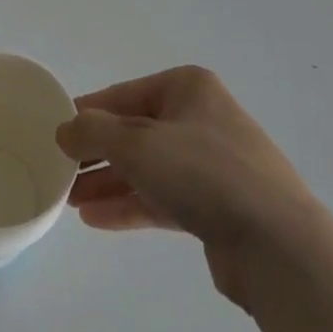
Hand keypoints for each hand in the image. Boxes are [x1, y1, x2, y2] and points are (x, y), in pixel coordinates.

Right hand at [56, 66, 316, 309]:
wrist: (276, 243)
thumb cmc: (203, 172)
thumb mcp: (137, 143)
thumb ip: (94, 132)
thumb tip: (64, 128)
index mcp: (187, 88)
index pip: (124, 95)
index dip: (88, 113)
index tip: (55, 132)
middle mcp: (200, 118)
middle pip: (136, 131)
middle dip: (98, 153)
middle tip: (60, 173)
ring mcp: (212, 164)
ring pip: (148, 167)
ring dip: (110, 182)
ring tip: (69, 201)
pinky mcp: (216, 206)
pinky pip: (164, 198)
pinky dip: (131, 204)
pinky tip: (97, 219)